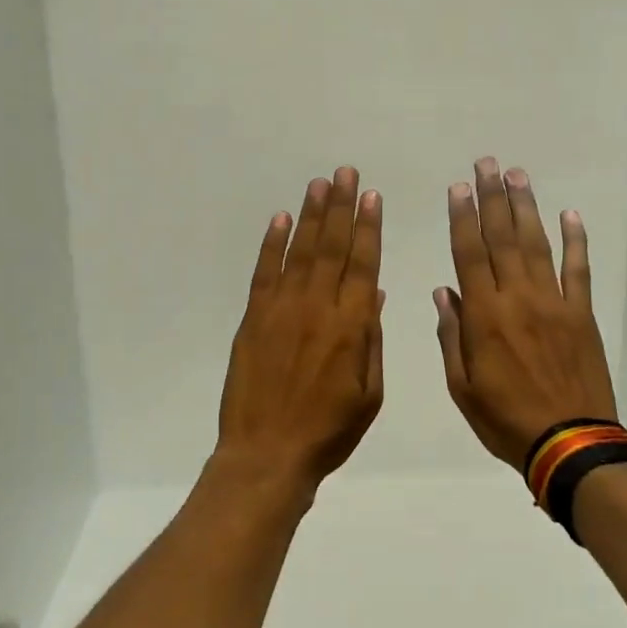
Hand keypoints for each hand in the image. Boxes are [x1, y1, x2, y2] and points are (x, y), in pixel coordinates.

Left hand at [216, 166, 385, 496]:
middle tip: (346, 173)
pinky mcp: (253, 318)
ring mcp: (281, 310)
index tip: (372, 197)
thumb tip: (373, 295)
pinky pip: (264, 272)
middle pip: (331, 247)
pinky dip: (272, 244)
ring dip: (310, 215)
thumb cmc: (328, 431)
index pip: (363, 264)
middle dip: (341, 207)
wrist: (268, 453)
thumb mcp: (369, 393)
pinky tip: (280, 219)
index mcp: (352, 326)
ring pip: (300, 252)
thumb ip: (371, 340)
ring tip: (320, 184)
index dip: (368, 228)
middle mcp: (318, 308)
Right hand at [434, 158, 617, 469]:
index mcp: (484, 316)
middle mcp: (518, 298)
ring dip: (526, 207)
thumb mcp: (462, 386)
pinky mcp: (582, 314)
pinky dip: (575, 241)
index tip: (458, 188)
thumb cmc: (505, 419)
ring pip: (536, 245)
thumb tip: (444, 291)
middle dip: (492, 198)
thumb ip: (452, 336)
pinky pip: (578, 270)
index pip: (469, 254)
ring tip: (517, 175)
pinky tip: (569, 215)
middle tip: (487, 164)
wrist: (569, 441)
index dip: (462, 218)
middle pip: (502, 238)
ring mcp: (554, 302)